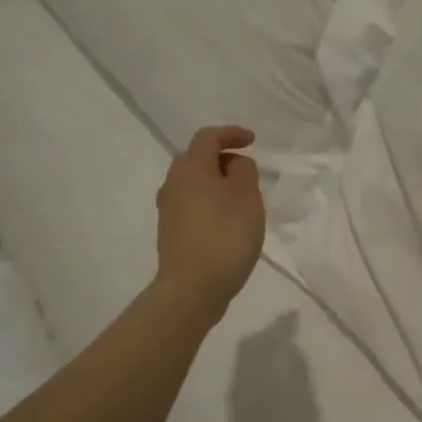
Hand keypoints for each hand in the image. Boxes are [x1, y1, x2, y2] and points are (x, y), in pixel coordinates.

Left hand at [154, 126, 264, 319]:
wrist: (193, 287)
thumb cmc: (225, 234)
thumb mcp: (247, 195)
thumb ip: (244, 170)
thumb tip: (233, 165)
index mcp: (190, 167)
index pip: (208, 137)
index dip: (231, 134)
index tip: (253, 141)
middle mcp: (173, 183)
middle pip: (196, 159)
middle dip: (222, 158)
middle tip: (247, 171)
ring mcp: (169, 209)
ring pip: (194, 183)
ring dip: (216, 183)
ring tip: (242, 198)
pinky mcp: (171, 232)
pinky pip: (193, 204)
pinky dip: (210, 203)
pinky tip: (228, 220)